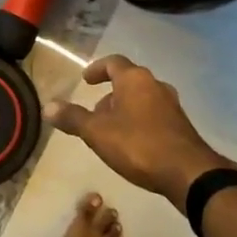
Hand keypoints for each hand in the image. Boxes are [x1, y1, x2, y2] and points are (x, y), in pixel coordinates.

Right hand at [46, 55, 230, 209]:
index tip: (85, 80)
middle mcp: (156, 86)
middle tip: (94, 112)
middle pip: (128, 82)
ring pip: (142, 100)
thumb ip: (73, 118)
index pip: (114, 62)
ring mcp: (172, 106)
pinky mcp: (180, 126)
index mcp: (135, 80)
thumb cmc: (138, 145)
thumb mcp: (97, 132)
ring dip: (124, 110)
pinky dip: (138, 122)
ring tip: (109, 131)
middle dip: (109, 94)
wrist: (188, 173)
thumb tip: (48, 106)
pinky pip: (153, 116)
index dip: (97, 68)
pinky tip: (131, 145)